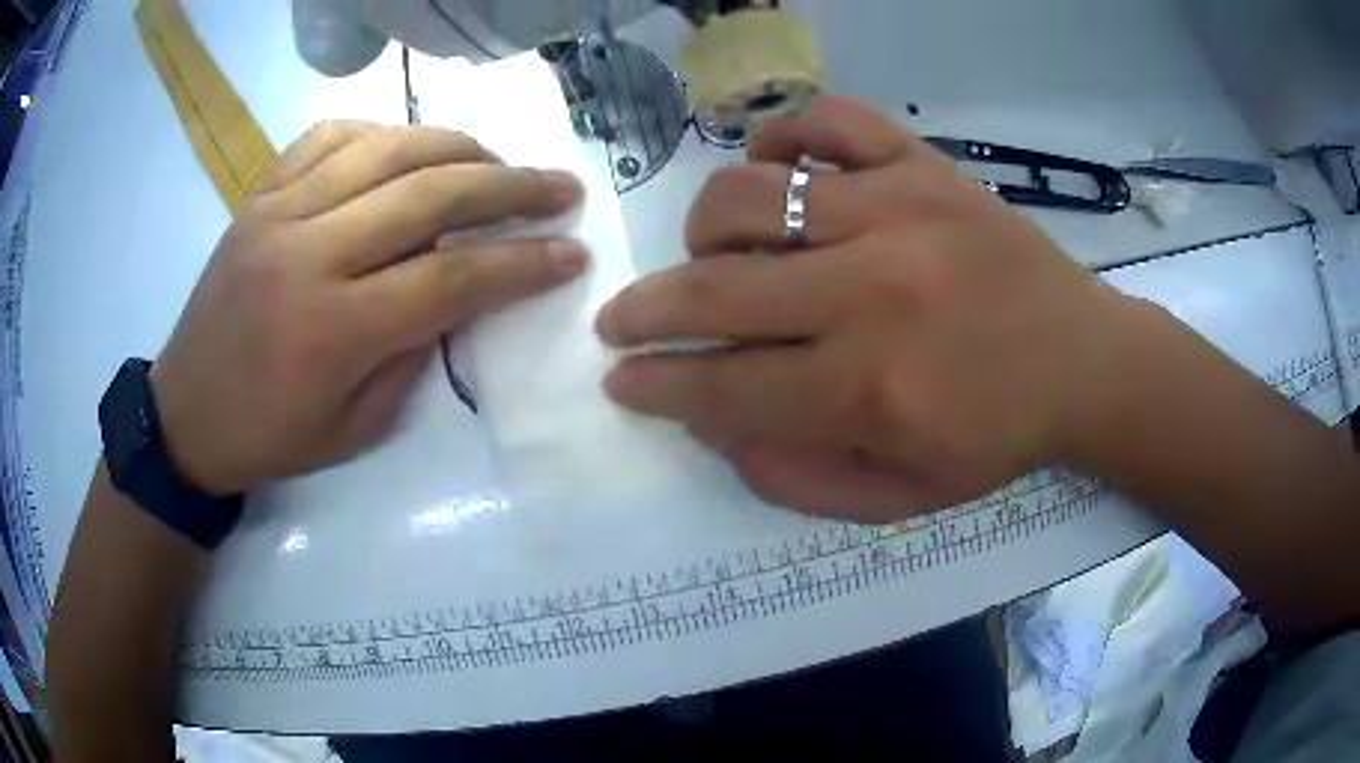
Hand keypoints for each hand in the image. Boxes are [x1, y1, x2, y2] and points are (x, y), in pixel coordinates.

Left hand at [150, 122, 586, 494]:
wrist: (184, 415)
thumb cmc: (270, 436)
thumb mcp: (356, 429)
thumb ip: (413, 354)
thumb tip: (457, 292)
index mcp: (334, 329)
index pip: (451, 278)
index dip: (521, 263)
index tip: (572, 253)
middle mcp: (309, 253)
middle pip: (429, 194)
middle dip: (510, 186)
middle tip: (559, 186)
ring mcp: (279, 212)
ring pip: (386, 147)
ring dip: (456, 145)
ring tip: (495, 160)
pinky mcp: (259, 195)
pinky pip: (328, 135)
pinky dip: (379, 131)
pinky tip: (404, 147)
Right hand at [597, 97, 1139, 522]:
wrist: (1085, 360)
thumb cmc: (997, 436)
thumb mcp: (900, 497)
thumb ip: (795, 477)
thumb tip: (715, 426)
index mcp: (870, 389)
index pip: (723, 386)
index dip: (656, 386)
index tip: (621, 380)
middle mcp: (872, 290)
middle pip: (714, 287)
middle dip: (643, 311)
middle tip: (620, 321)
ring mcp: (897, 208)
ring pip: (747, 193)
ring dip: (703, 229)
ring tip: (714, 254)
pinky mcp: (923, 163)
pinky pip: (825, 121)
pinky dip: (781, 138)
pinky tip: (777, 171)